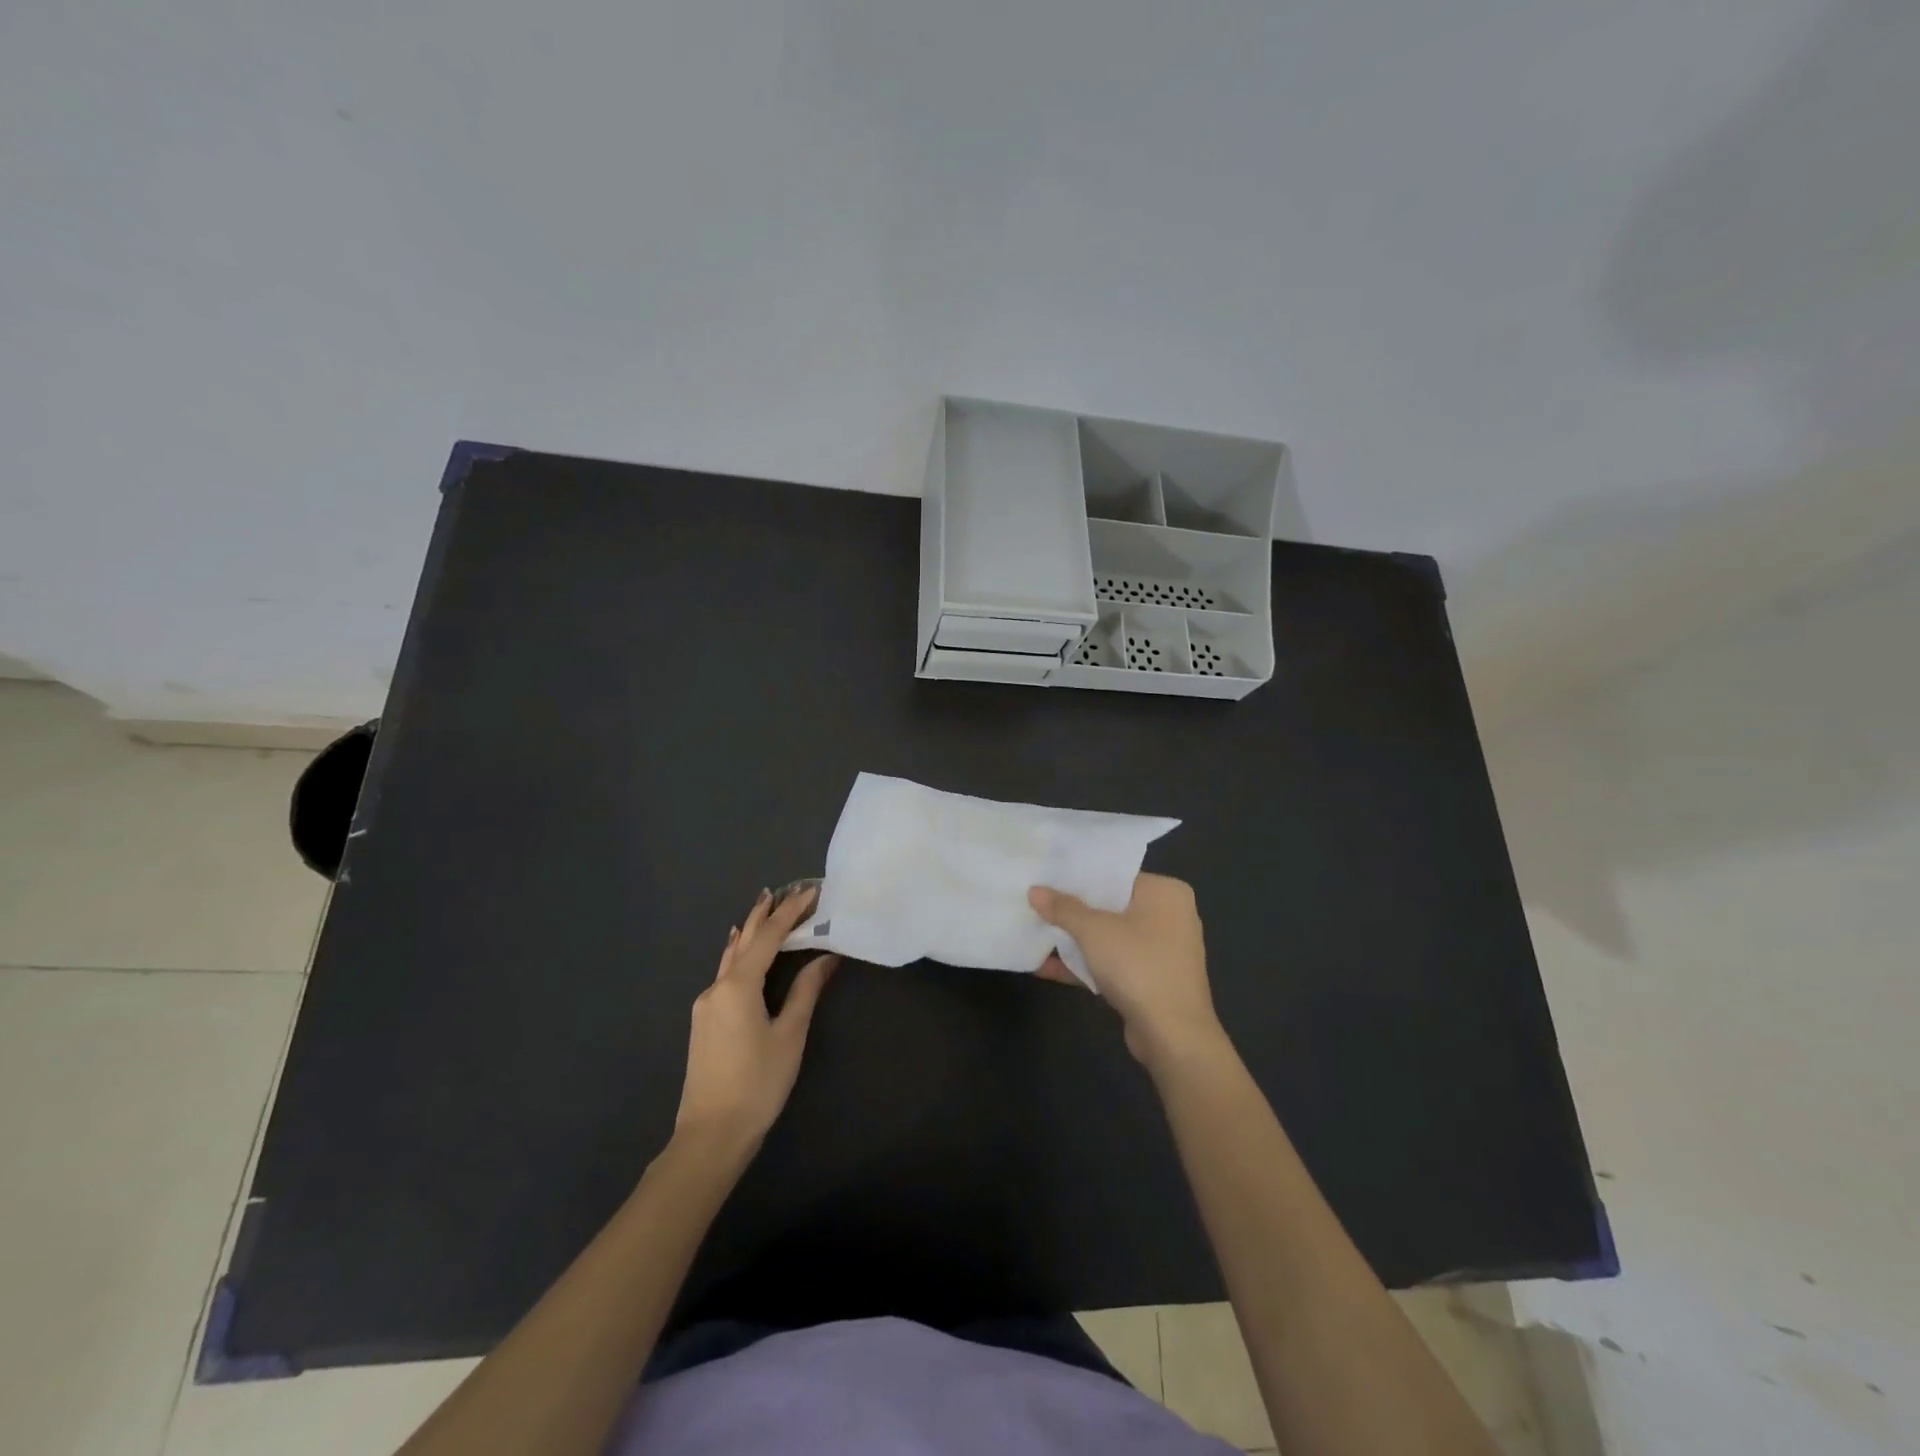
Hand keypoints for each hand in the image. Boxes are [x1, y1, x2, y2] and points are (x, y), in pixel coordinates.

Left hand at [675, 886, 838, 1149]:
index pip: (769, 937)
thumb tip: (826, 958)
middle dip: (766, 913)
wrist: (710, 1135)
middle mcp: (717, 987)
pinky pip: (725, 972)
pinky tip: (742, 950)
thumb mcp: (789, 1035)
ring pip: (731, 956)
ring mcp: (706, 1005)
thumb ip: (806, 991)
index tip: (812, 891)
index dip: (791, 912)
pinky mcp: (704, 1021)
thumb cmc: (757, 1084)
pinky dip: (740, 953)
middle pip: (745, 940)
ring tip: (766, 908)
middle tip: (787, 890)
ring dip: (751, 931)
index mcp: (738, 986)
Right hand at [1028, 874, 1222, 1066]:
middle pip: (1112, 906)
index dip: (1080, 877)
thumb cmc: (1138, 965)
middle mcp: (1170, 916)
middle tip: (1037, 902)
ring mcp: (1163, 951)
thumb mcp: (1094, 931)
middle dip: (1073, 911)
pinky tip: (1046, 967)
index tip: (1048, 876)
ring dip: (1076, 941)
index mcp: (1165, 892)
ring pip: (1111, 937)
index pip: (1117, 875)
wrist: (1173, 1035)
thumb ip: (1063, 908)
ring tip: (1035, 933)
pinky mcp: (1152, 980)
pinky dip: (1087, 965)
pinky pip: (1114, 963)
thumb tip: (1034, 890)